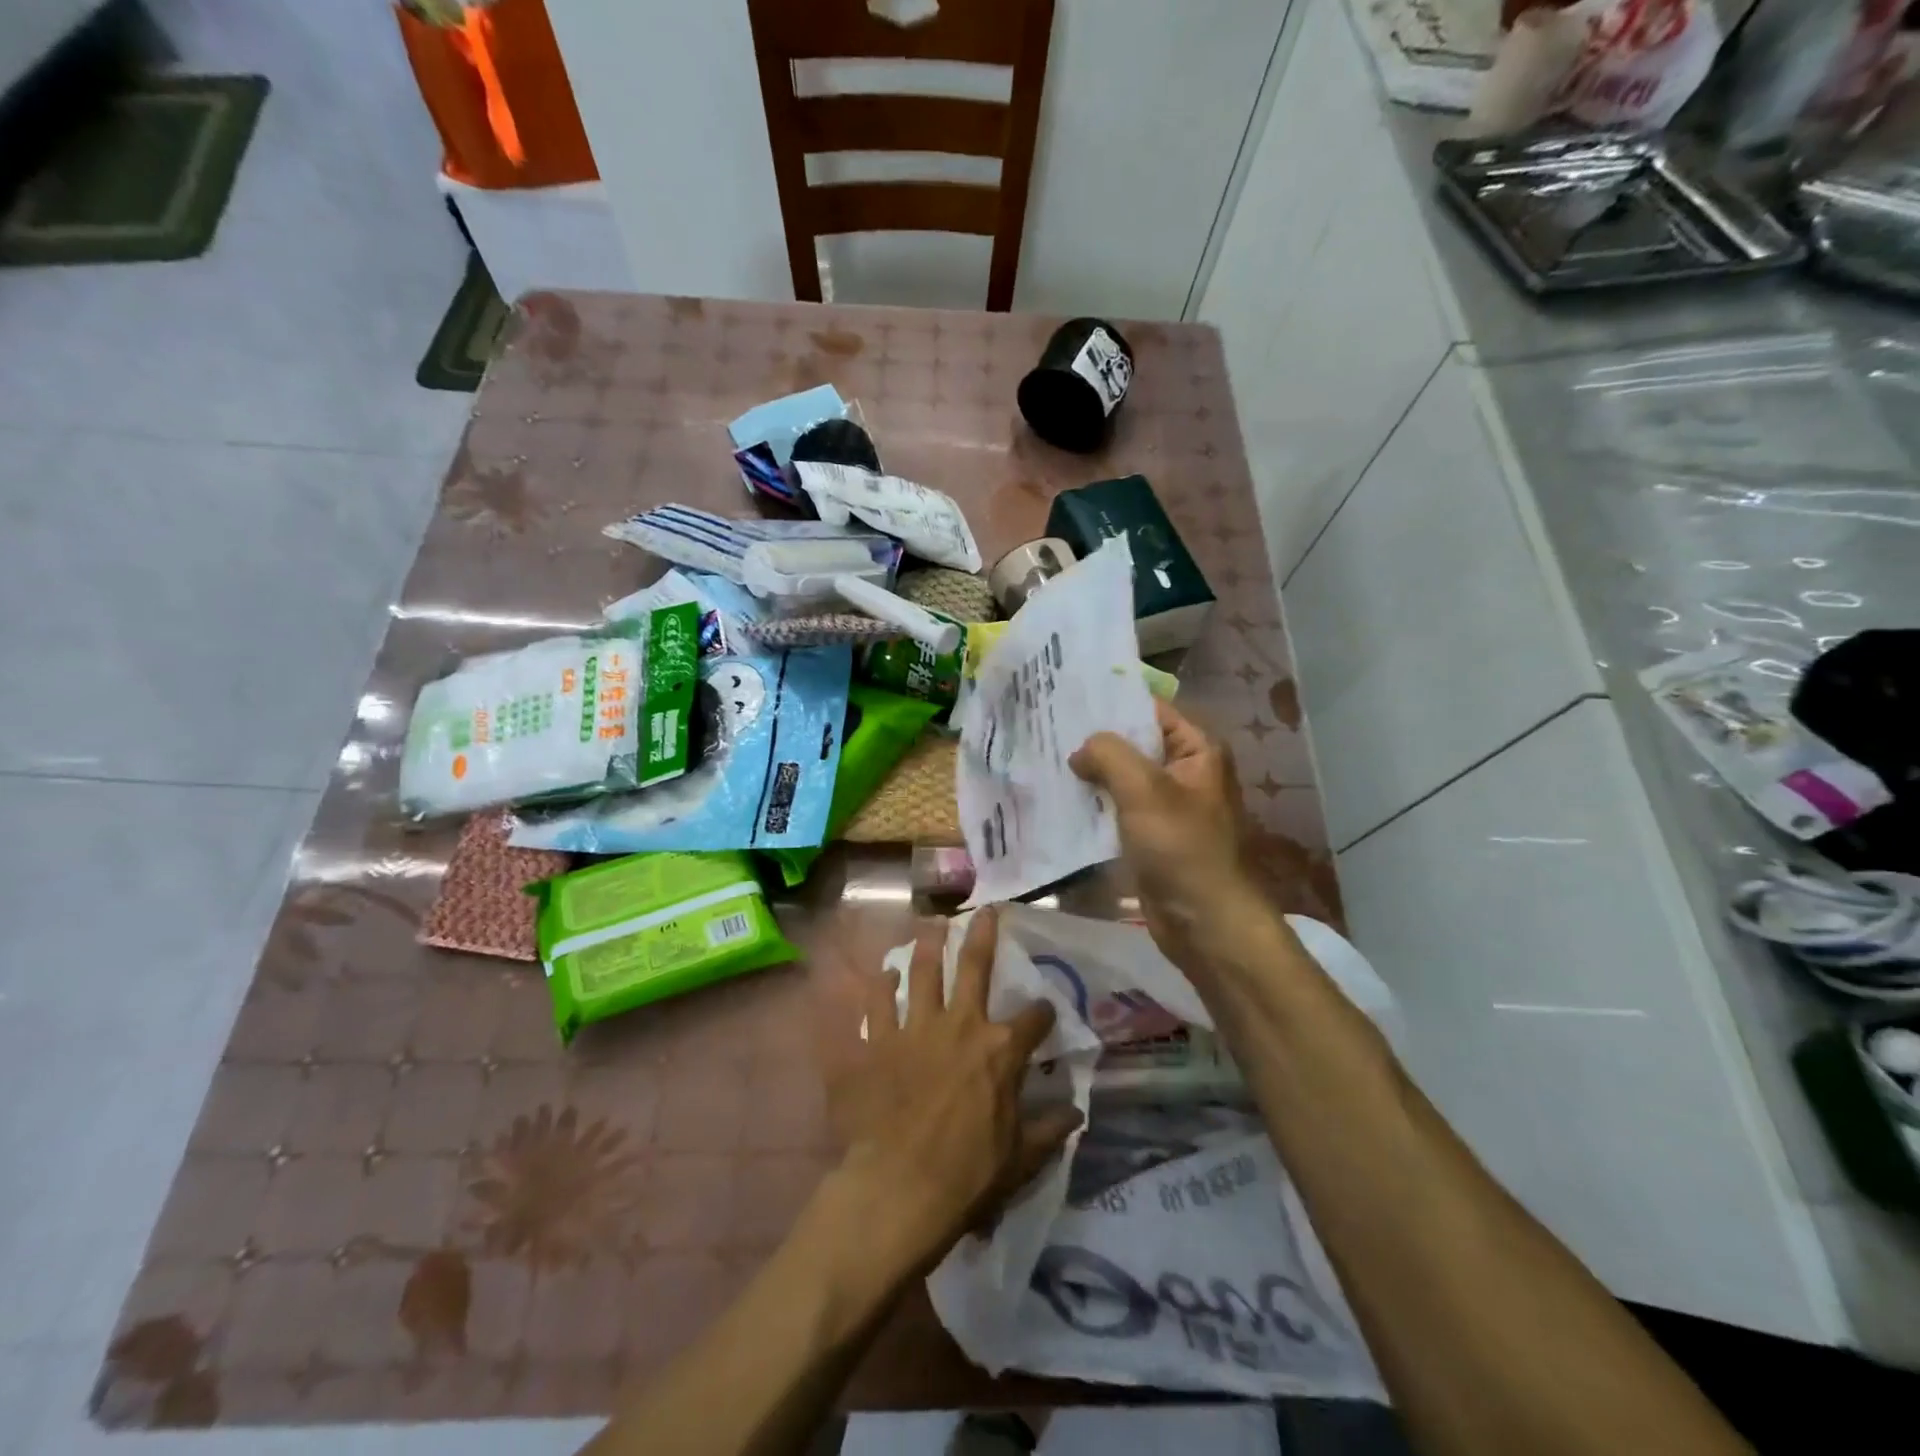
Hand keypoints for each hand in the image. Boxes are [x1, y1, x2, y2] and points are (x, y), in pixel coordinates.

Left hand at [833, 908, 1082, 1271]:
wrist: (899, 1189)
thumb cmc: (969, 1176)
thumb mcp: (1021, 1158)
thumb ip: (1049, 1130)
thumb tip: (1077, 1113)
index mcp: (1000, 1050)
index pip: (1034, 1019)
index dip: (1043, 1012)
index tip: (1045, 1010)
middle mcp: (960, 1026)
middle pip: (974, 968)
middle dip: (983, 935)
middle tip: (985, 910)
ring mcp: (915, 1029)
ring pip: (922, 973)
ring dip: (927, 946)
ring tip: (931, 924)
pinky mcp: (877, 1044)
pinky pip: (876, 1005)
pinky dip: (880, 987)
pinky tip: (884, 973)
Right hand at [1070, 700, 1273, 973]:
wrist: (1204, 921)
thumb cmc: (1181, 846)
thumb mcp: (1144, 789)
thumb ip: (1109, 754)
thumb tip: (1080, 751)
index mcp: (1197, 751)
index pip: (1151, 711)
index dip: (1112, 702)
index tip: (1067, 697)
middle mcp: (1184, 773)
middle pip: (1134, 744)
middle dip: (1094, 740)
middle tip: (1046, 728)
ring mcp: (1167, 807)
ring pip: (1122, 780)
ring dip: (1090, 775)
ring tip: (1044, 759)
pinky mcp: (1150, 837)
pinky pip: (1117, 811)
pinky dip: (1093, 805)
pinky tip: (1059, 799)